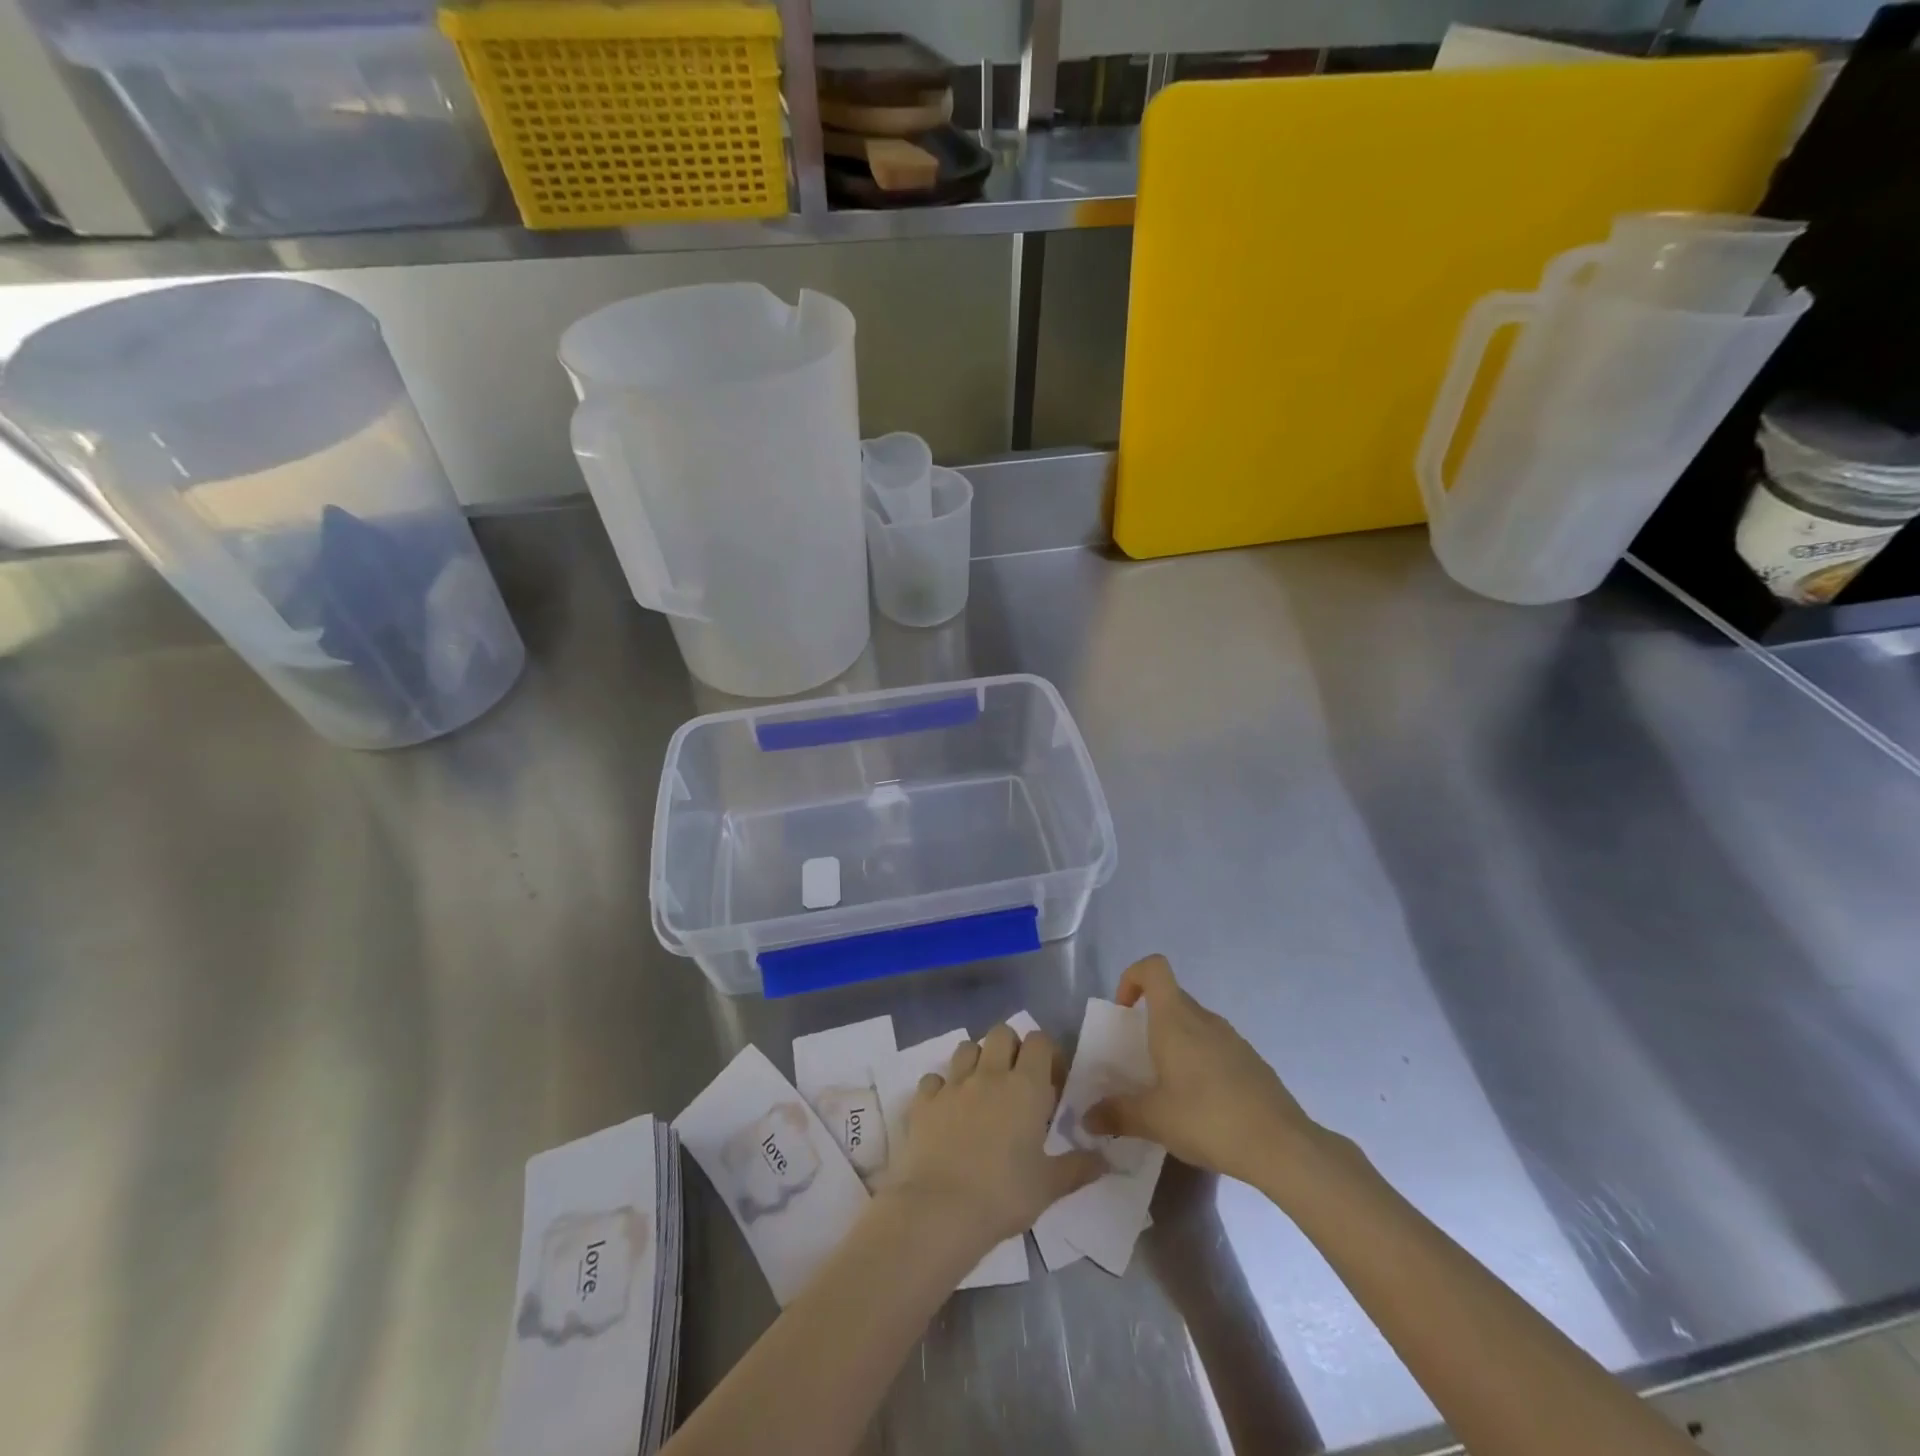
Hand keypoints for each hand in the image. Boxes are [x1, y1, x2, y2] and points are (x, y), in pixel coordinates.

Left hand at [884, 1024, 1104, 1255]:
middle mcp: (989, 1074)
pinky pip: (933, 1078)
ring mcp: (953, 1084)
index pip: (1039, 1041)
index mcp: (1026, 1087)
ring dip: (976, 1060)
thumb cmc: (1003, 1196)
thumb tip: (1105, 1159)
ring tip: (981, 1090)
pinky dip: (941, 1087)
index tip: (1051, 1082)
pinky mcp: (924, 1100)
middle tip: (1016, 1081)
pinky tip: (946, 1110)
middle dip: (1011, 1048)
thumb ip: (1078, 1167)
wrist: (940, 1210)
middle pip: (1001, 1033)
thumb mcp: (1049, 1186)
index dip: (1047, 1054)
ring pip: (966, 1046)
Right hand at [1085, 955, 1326, 1189]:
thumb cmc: (1208, 1119)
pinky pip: (1215, 1048)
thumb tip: (1086, 1118)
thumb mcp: (1154, 1119)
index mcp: (1175, 1019)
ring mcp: (1232, 1039)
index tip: (1123, 1012)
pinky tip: (1201, 1105)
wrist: (1282, 1146)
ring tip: (1167, 1087)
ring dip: (1175, 1043)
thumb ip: (1117, 1114)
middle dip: (1149, 1020)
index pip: (1153, 967)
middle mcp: (1204, 1019)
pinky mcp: (1251, 1062)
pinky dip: (1200, 1062)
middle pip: (1171, 998)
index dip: (1132, 978)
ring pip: (1194, 1025)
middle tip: (1137, 1060)